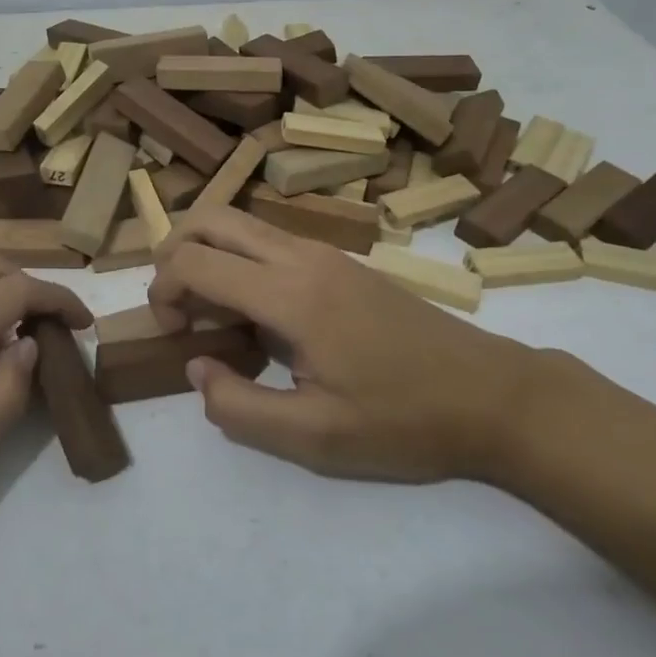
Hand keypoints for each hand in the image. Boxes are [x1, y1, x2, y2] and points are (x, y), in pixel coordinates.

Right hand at [149, 208, 558, 482]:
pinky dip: (237, 258)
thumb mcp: (316, 438)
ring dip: (206, 252)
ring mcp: (325, 252)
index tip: (171, 333)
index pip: (195, 261)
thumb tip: (197, 366)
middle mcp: (302, 256)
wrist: (493, 395)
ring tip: (207, 310)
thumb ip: (239, 407)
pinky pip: (268, 239)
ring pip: (240, 222)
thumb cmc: (405, 420)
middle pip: (211, 218)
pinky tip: (253, 310)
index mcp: (291, 295)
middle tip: (173, 305)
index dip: (162, 289)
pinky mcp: (341, 261)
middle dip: (173, 252)